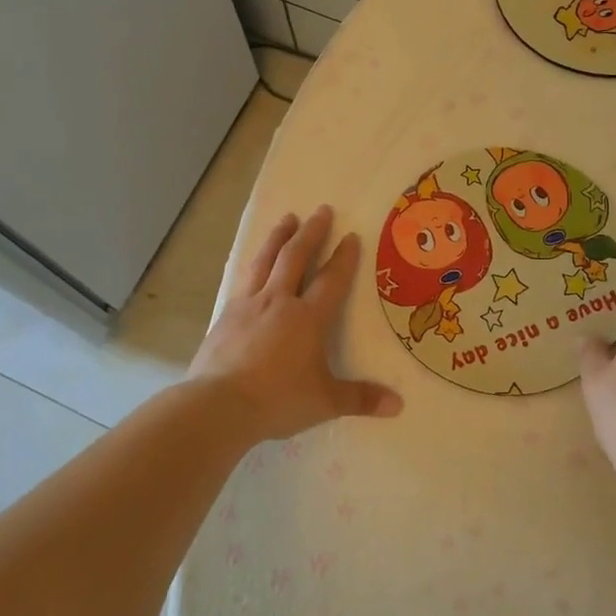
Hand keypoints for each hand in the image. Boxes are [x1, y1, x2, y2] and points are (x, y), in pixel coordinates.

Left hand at [190, 205, 402, 442]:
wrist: (218, 404)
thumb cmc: (277, 400)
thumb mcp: (325, 402)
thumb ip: (360, 399)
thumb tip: (398, 405)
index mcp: (308, 318)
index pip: (331, 280)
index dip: (344, 258)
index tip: (351, 236)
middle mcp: (278, 301)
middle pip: (295, 257)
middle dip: (311, 233)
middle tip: (322, 210)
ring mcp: (248, 305)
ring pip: (265, 260)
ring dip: (278, 237)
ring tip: (287, 218)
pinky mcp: (225, 316)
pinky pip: (243, 279)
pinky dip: (252, 264)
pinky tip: (252, 263)